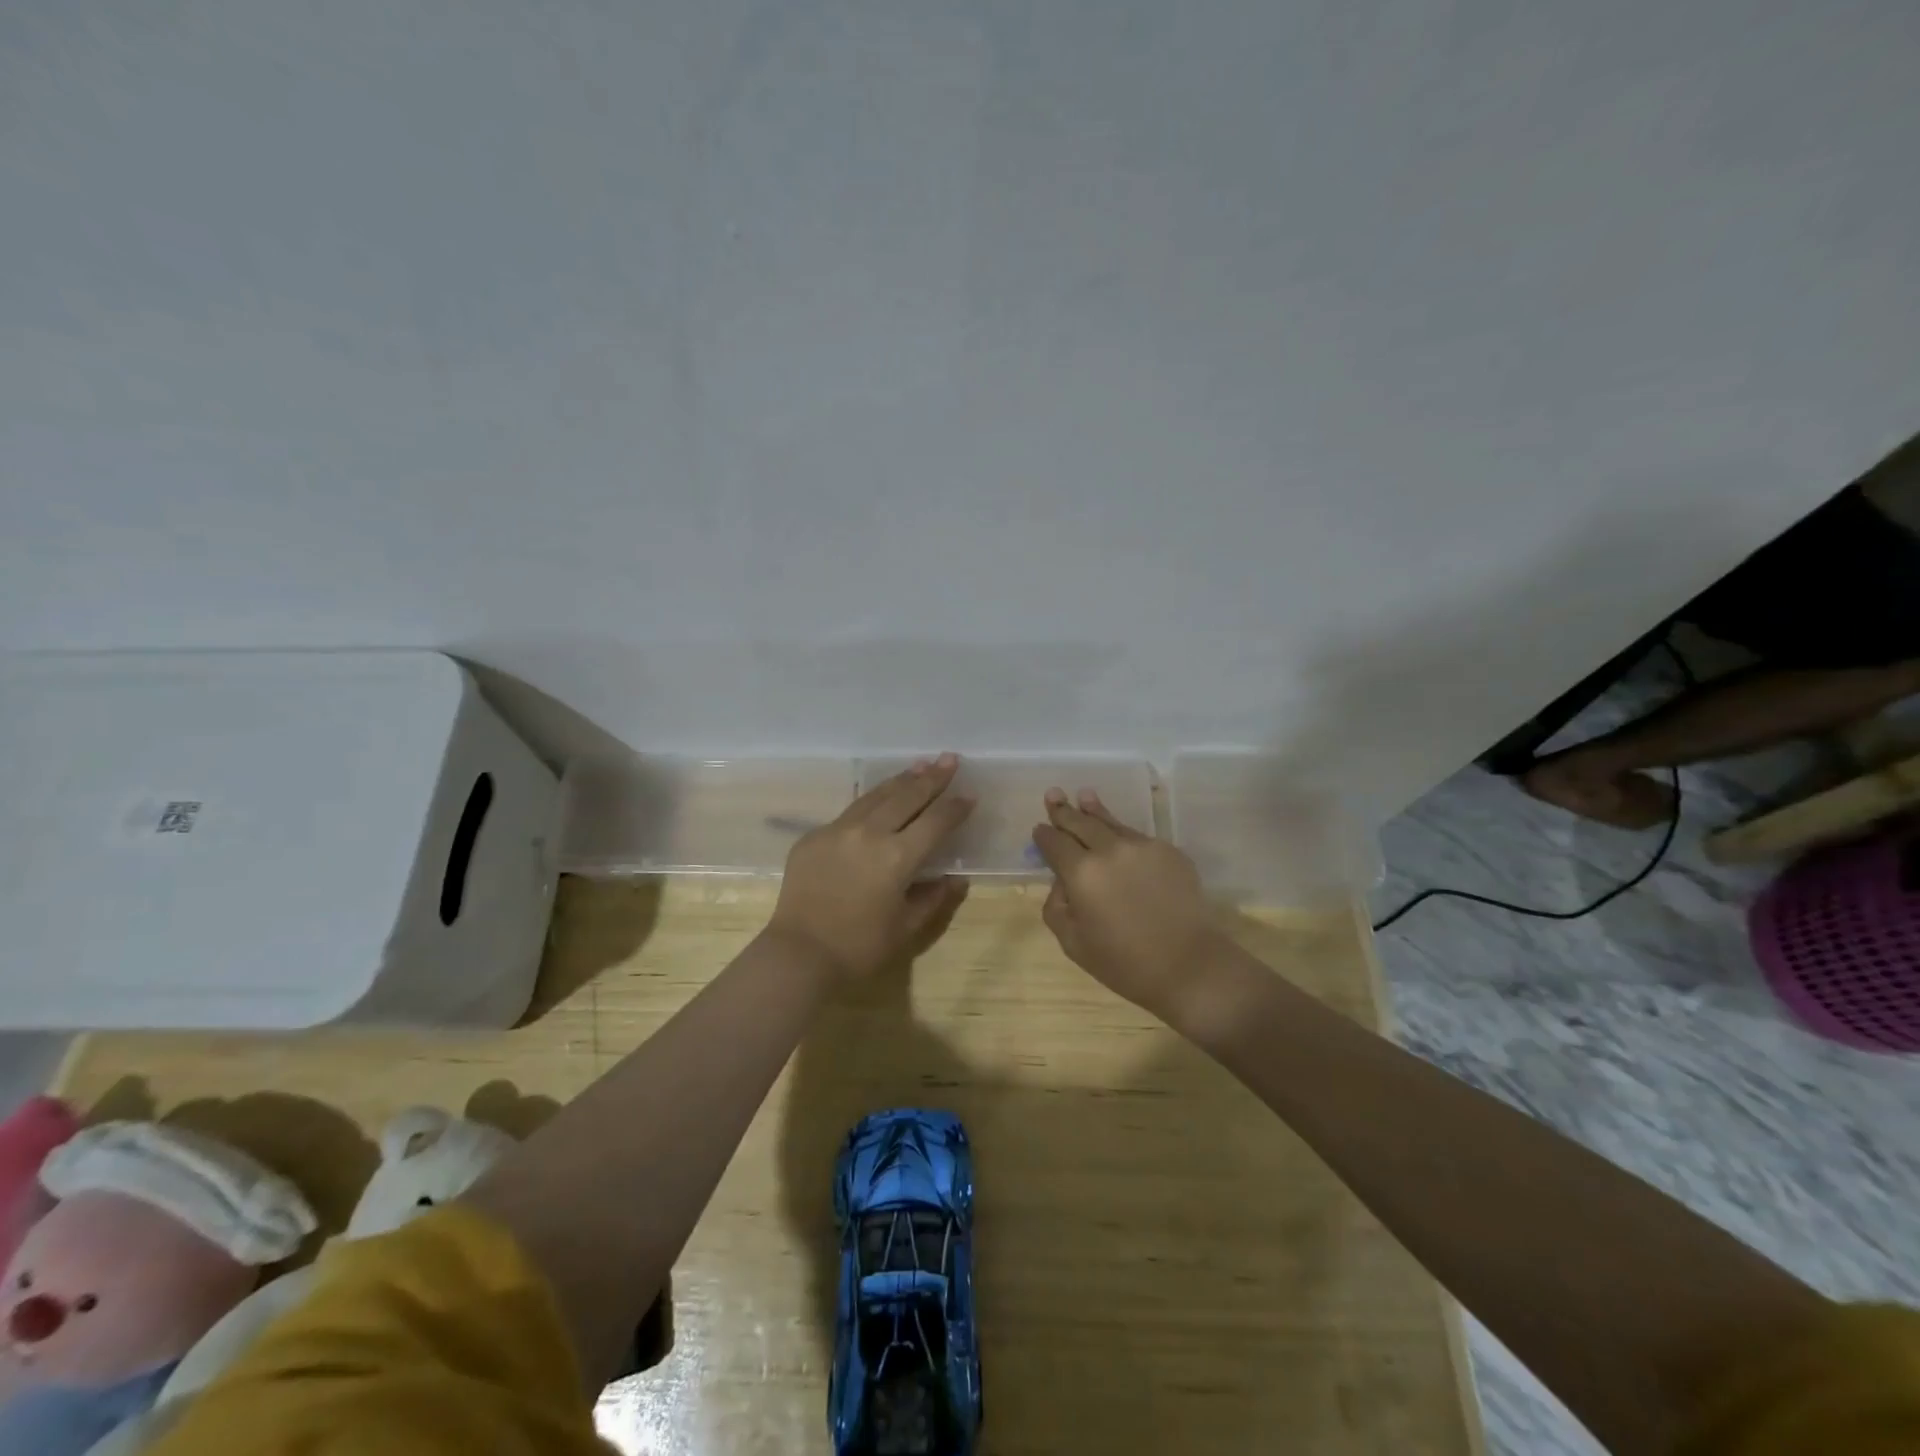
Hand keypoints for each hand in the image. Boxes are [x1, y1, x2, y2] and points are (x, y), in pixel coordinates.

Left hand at [767, 754, 973, 981]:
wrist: (799, 954)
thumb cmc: (859, 947)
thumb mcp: (906, 928)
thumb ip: (933, 899)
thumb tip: (954, 879)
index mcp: (897, 857)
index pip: (935, 822)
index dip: (955, 807)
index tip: (969, 794)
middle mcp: (869, 834)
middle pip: (907, 797)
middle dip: (932, 778)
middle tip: (950, 759)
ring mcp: (838, 830)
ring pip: (876, 796)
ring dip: (901, 780)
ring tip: (920, 766)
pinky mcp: (813, 836)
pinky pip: (849, 812)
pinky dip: (871, 801)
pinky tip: (879, 798)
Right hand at [1032, 789, 1224, 1021]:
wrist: (1190, 966)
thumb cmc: (1124, 963)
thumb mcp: (1073, 942)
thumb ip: (1057, 906)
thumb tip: (1062, 881)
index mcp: (1081, 873)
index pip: (1054, 843)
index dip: (1044, 835)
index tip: (1039, 829)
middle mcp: (1110, 850)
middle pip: (1081, 823)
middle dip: (1064, 811)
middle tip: (1054, 794)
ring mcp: (1143, 846)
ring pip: (1111, 822)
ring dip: (1094, 809)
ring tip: (1084, 795)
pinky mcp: (1169, 851)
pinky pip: (1137, 837)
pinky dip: (1122, 834)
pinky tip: (1118, 835)